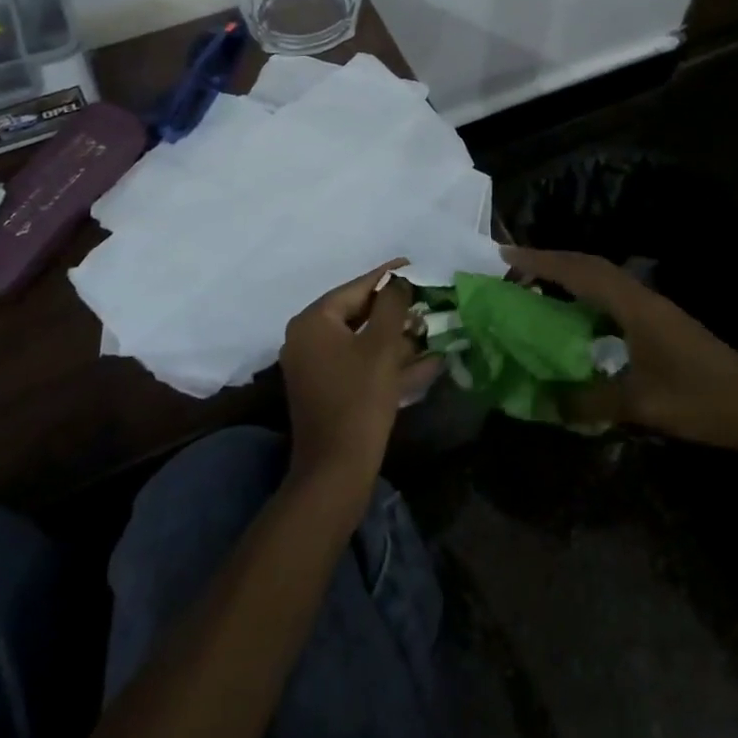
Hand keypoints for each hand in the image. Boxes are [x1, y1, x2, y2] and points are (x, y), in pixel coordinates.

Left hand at [279, 260, 437, 512]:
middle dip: (395, 310)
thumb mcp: (381, 346)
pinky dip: (388, 363)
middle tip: (426, 301)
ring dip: (396, 338)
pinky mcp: (328, 391)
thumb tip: (399, 282)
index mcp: (313, 321)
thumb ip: (392, 305)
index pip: (356, 288)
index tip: (413, 265)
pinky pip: (361, 365)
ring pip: (363, 341)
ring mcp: (316, 367)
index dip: (387, 277)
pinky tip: (426, 363)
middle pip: (358, 313)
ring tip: (430, 329)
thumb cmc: (358, 399)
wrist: (336, 472)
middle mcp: (307, 339)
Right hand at [502, 246, 737, 458]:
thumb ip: (591, 402)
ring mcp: (654, 308)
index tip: (503, 256)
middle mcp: (641, 297)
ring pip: (601, 278)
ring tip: (534, 288)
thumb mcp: (643, 406)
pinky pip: (612, 296)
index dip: (540, 261)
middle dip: (548, 262)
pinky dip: (586, 295)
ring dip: (568, 275)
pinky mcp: (661, 323)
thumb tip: (546, 402)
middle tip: (511, 270)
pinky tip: (576, 319)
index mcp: (633, 305)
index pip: (578, 271)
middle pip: (588, 265)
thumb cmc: (704, 401)